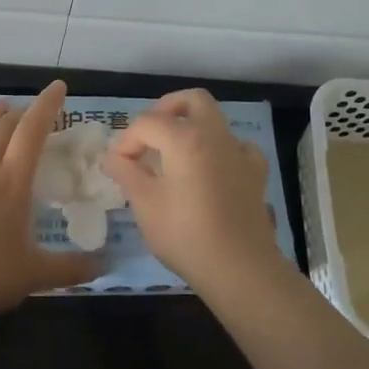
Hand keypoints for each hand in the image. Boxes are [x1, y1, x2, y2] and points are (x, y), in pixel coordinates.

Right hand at [104, 89, 279, 292]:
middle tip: (149, 135)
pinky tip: (210, 169)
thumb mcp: (145, 204)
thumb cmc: (185, 235)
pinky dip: (220, 149)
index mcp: (185, 138)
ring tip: (174, 154)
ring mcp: (240, 152)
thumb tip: (113, 158)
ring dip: (192, 127)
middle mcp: (215, 135)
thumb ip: (126, 173)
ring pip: (216, 120)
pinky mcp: (255, 173)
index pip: (147, 123)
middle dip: (166, 109)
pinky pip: (236, 146)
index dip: (126, 141)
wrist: (239, 268)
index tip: (116, 165)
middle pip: (192, 100)